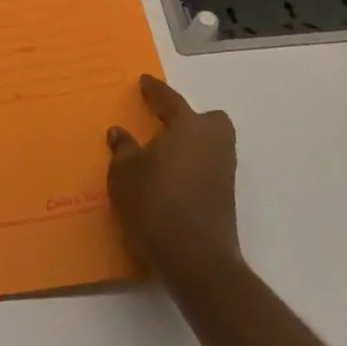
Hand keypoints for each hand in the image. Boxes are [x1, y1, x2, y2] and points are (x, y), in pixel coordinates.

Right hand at [106, 75, 242, 291]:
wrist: (197, 263)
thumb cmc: (156, 205)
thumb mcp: (124, 174)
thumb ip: (123, 149)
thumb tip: (120, 133)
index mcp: (188, 126)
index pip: (170, 99)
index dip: (155, 90)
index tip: (144, 82)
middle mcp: (211, 143)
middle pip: (210, 121)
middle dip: (193, 120)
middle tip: (167, 126)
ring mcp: (223, 174)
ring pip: (213, 146)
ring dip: (194, 146)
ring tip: (167, 155)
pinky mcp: (226, 202)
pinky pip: (209, 171)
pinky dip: (195, 170)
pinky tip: (174, 182)